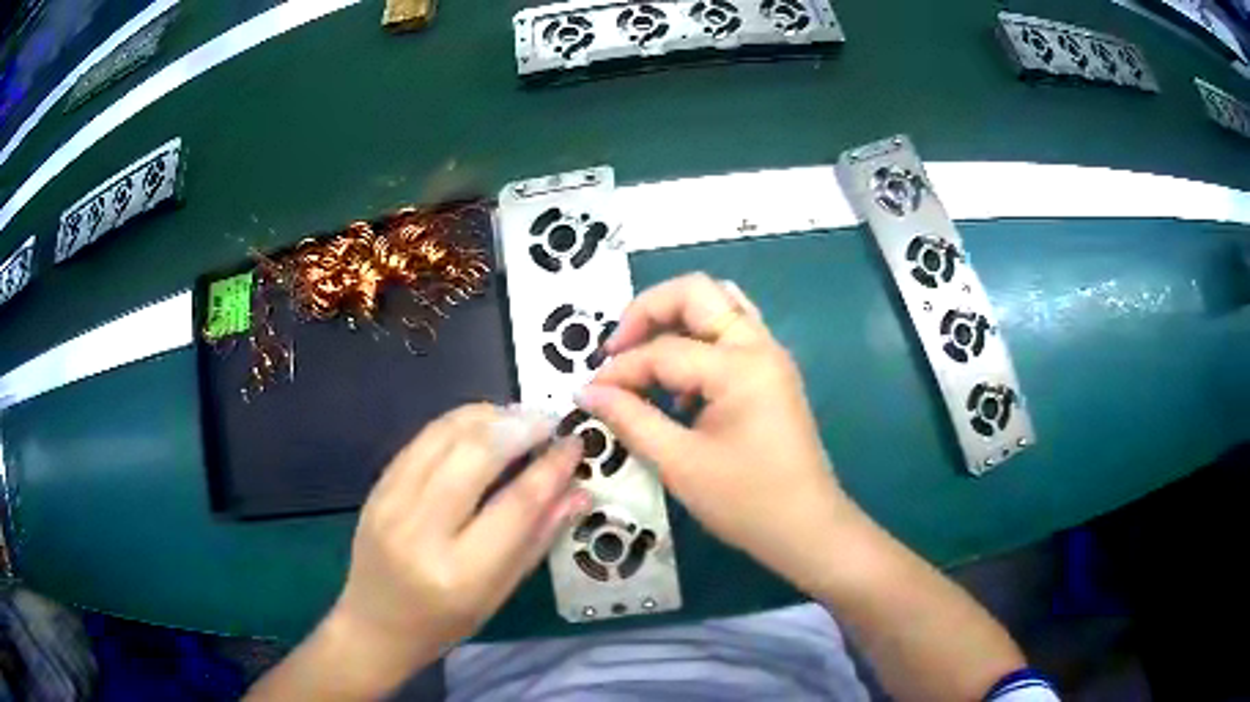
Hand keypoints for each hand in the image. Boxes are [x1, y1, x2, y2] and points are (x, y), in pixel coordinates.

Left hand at [327, 404, 588, 686]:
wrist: (375, 623)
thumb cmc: (445, 622)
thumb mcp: (499, 595)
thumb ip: (538, 540)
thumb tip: (578, 492)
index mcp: (460, 573)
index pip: (515, 506)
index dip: (550, 469)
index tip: (574, 444)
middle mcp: (420, 531)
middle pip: (474, 457)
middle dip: (519, 428)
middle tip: (549, 421)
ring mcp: (391, 504)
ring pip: (444, 437)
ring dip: (488, 417)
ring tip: (519, 417)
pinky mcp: (376, 487)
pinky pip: (420, 440)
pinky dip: (457, 423)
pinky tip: (481, 424)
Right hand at [575, 273, 852, 592]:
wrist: (808, 529)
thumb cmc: (747, 502)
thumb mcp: (680, 464)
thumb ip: (630, 420)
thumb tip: (587, 392)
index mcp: (739, 366)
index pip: (663, 350)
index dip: (619, 370)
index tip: (589, 393)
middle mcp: (759, 346)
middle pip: (697, 292)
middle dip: (648, 311)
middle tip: (616, 349)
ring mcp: (770, 357)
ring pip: (719, 306)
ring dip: (675, 320)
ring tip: (642, 358)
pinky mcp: (771, 374)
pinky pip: (731, 334)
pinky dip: (698, 342)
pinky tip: (679, 386)